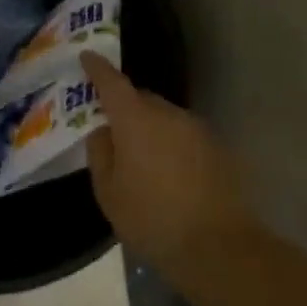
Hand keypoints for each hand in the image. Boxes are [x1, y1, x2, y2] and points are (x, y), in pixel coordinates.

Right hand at [80, 53, 248, 259]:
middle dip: (124, 107)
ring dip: (150, 128)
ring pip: (165, 118)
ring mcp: (198, 131)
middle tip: (111, 128)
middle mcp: (169, 115)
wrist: (220, 248)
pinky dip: (171, 145)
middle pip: (141, 99)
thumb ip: (100, 153)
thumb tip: (104, 132)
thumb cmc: (151, 218)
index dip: (97, 68)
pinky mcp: (218, 150)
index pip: (112, 82)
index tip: (86, 57)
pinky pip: (184, 137)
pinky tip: (167, 174)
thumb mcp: (108, 190)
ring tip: (140, 158)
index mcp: (136, 119)